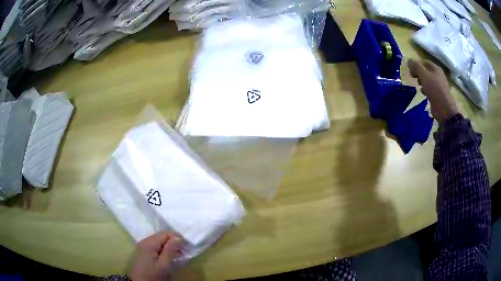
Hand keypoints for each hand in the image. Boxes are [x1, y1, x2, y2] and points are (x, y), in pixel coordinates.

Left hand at [128, 232, 184, 280]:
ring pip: (159, 242)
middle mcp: (144, 241)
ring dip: (169, 248)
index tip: (186, 249)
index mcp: (149, 242)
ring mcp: (142, 247)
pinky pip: (155, 247)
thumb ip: (170, 250)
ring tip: (176, 257)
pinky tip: (167, 259)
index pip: (166, 233)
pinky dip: (163, 251)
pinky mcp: (142, 253)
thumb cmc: (152, 276)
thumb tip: (179, 238)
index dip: (178, 239)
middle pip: (162, 236)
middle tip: (183, 254)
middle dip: (173, 243)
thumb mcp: (164, 265)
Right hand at [408, 59, 459, 122]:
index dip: (416, 65)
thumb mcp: (424, 76)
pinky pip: (430, 88)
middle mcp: (439, 75)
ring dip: (422, 82)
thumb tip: (408, 60)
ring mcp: (439, 85)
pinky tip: (423, 94)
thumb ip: (416, 67)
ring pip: (428, 80)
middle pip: (426, 71)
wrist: (444, 109)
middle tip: (413, 78)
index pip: (424, 62)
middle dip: (418, 74)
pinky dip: (426, 89)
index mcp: (436, 68)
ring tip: (419, 87)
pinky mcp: (439, 94)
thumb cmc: (434, 90)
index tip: (410, 71)